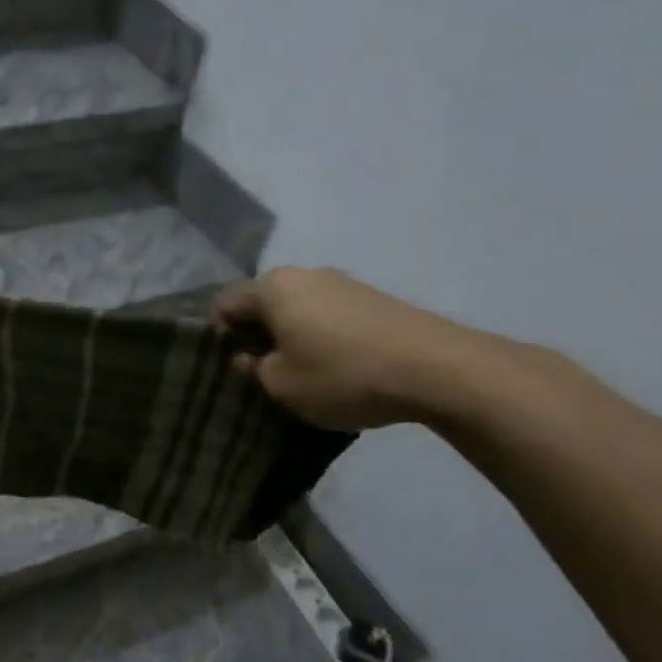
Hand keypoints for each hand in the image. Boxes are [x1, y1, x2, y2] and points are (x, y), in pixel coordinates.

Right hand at [216, 267, 500, 430]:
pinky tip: (341, 364)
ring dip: (295, 333)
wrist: (439, 369)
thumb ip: (255, 369)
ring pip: (300, 306)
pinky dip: (326, 334)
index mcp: (273, 288)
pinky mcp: (376, 297)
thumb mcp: (283, 386)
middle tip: (266, 369)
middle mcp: (304, 274)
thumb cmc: (342, 375)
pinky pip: (332, 314)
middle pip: (265, 301)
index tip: (234, 364)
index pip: (226, 303)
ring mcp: (344, 282)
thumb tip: (249, 356)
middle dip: (259, 331)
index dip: (221, 333)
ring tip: (306, 369)